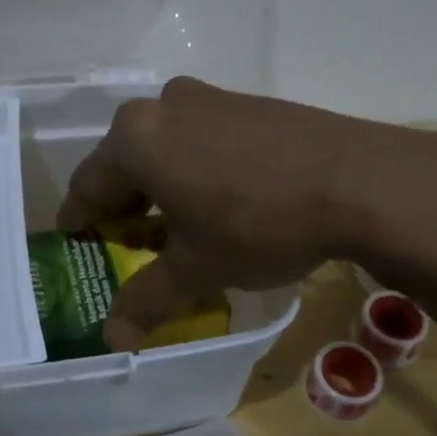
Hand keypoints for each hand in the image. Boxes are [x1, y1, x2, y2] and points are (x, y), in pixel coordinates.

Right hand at [58, 77, 436, 349]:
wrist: (360, 180)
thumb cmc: (259, 223)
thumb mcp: (198, 268)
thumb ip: (147, 298)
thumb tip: (112, 337)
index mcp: (136, 139)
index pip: (88, 185)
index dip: (79, 220)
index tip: (76, 240)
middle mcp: (164, 106)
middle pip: (125, 161)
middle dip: (122, 204)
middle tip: (128, 241)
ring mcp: (210, 98)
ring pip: (164, 146)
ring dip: (160, 184)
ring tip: (176, 222)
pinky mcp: (249, 102)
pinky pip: (201, 137)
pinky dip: (195, 166)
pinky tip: (221, 197)